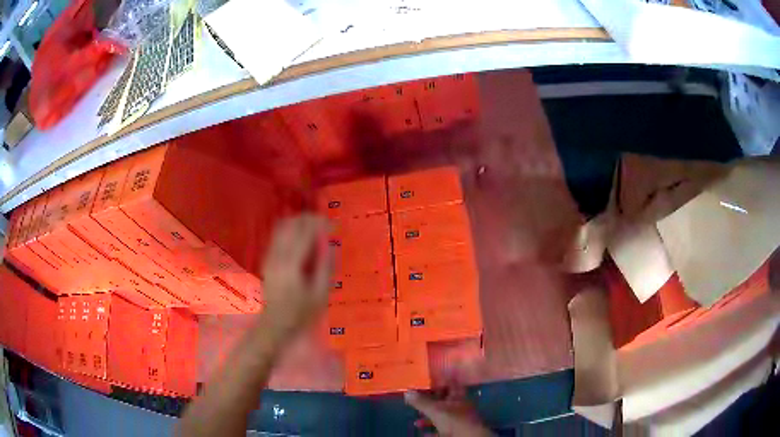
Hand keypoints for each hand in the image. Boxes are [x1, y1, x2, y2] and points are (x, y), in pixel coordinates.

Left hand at [261, 215, 332, 339]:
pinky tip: (301, 236)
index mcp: (292, 264)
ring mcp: (269, 256)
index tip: (332, 223)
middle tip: (324, 222)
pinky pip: (277, 235)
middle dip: (308, 219)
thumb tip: (330, 245)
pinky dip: (290, 229)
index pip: (304, 233)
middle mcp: (278, 255)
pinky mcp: (266, 259)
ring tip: (314, 226)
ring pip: (282, 227)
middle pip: (291, 225)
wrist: (275, 323)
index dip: (319, 224)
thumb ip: (325, 268)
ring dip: (298, 222)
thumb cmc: (301, 312)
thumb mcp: (320, 294)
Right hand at [405, 383, 491, 436]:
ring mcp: (459, 420)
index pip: (451, 383)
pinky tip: (423, 433)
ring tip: (416, 421)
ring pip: (442, 416)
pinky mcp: (456, 431)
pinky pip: (442, 430)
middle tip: (417, 400)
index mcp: (458, 397)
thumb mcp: (435, 410)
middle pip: (444, 401)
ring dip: (429, 418)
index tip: (431, 376)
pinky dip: (432, 431)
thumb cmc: (454, 420)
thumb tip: (407, 391)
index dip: (442, 379)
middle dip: (431, 401)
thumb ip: (421, 402)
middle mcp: (460, 406)